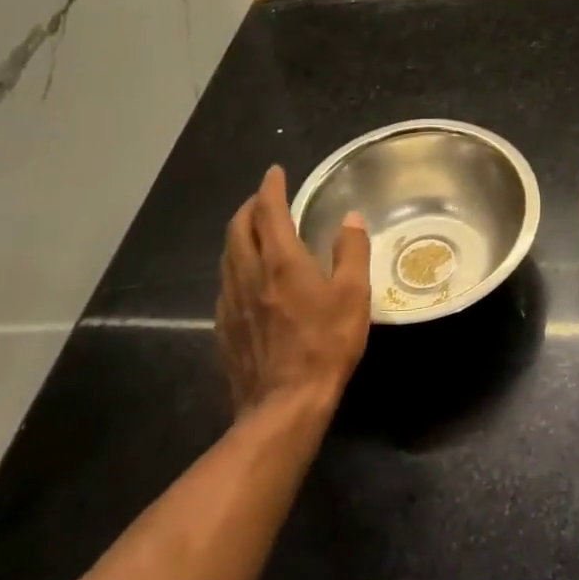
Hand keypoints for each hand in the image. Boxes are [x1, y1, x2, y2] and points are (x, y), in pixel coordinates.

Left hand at [216, 165, 370, 417]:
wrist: (283, 407)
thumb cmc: (325, 346)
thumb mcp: (353, 295)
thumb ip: (352, 251)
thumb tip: (351, 218)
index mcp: (280, 261)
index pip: (269, 211)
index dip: (271, 187)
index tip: (275, 172)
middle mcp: (248, 274)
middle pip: (238, 228)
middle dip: (249, 207)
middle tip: (264, 198)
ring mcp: (231, 303)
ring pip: (228, 255)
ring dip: (240, 234)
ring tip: (255, 231)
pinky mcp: (224, 328)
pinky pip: (226, 283)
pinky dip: (237, 265)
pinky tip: (249, 279)